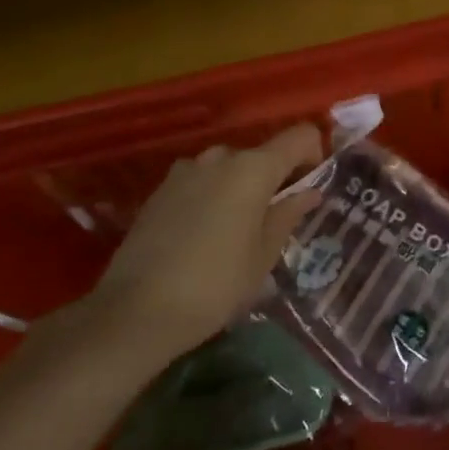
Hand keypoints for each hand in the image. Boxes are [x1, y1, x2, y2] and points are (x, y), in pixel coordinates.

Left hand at [85, 125, 323, 368]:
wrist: (134, 313)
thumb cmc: (215, 284)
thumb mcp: (264, 255)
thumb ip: (289, 215)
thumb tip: (310, 192)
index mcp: (253, 168)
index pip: (300, 136)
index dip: (314, 154)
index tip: (311, 186)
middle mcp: (219, 158)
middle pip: (262, 154)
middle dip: (276, 178)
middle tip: (277, 218)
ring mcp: (185, 172)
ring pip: (229, 168)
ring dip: (242, 187)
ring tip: (239, 230)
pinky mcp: (159, 191)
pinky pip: (200, 182)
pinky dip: (213, 196)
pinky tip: (205, 236)